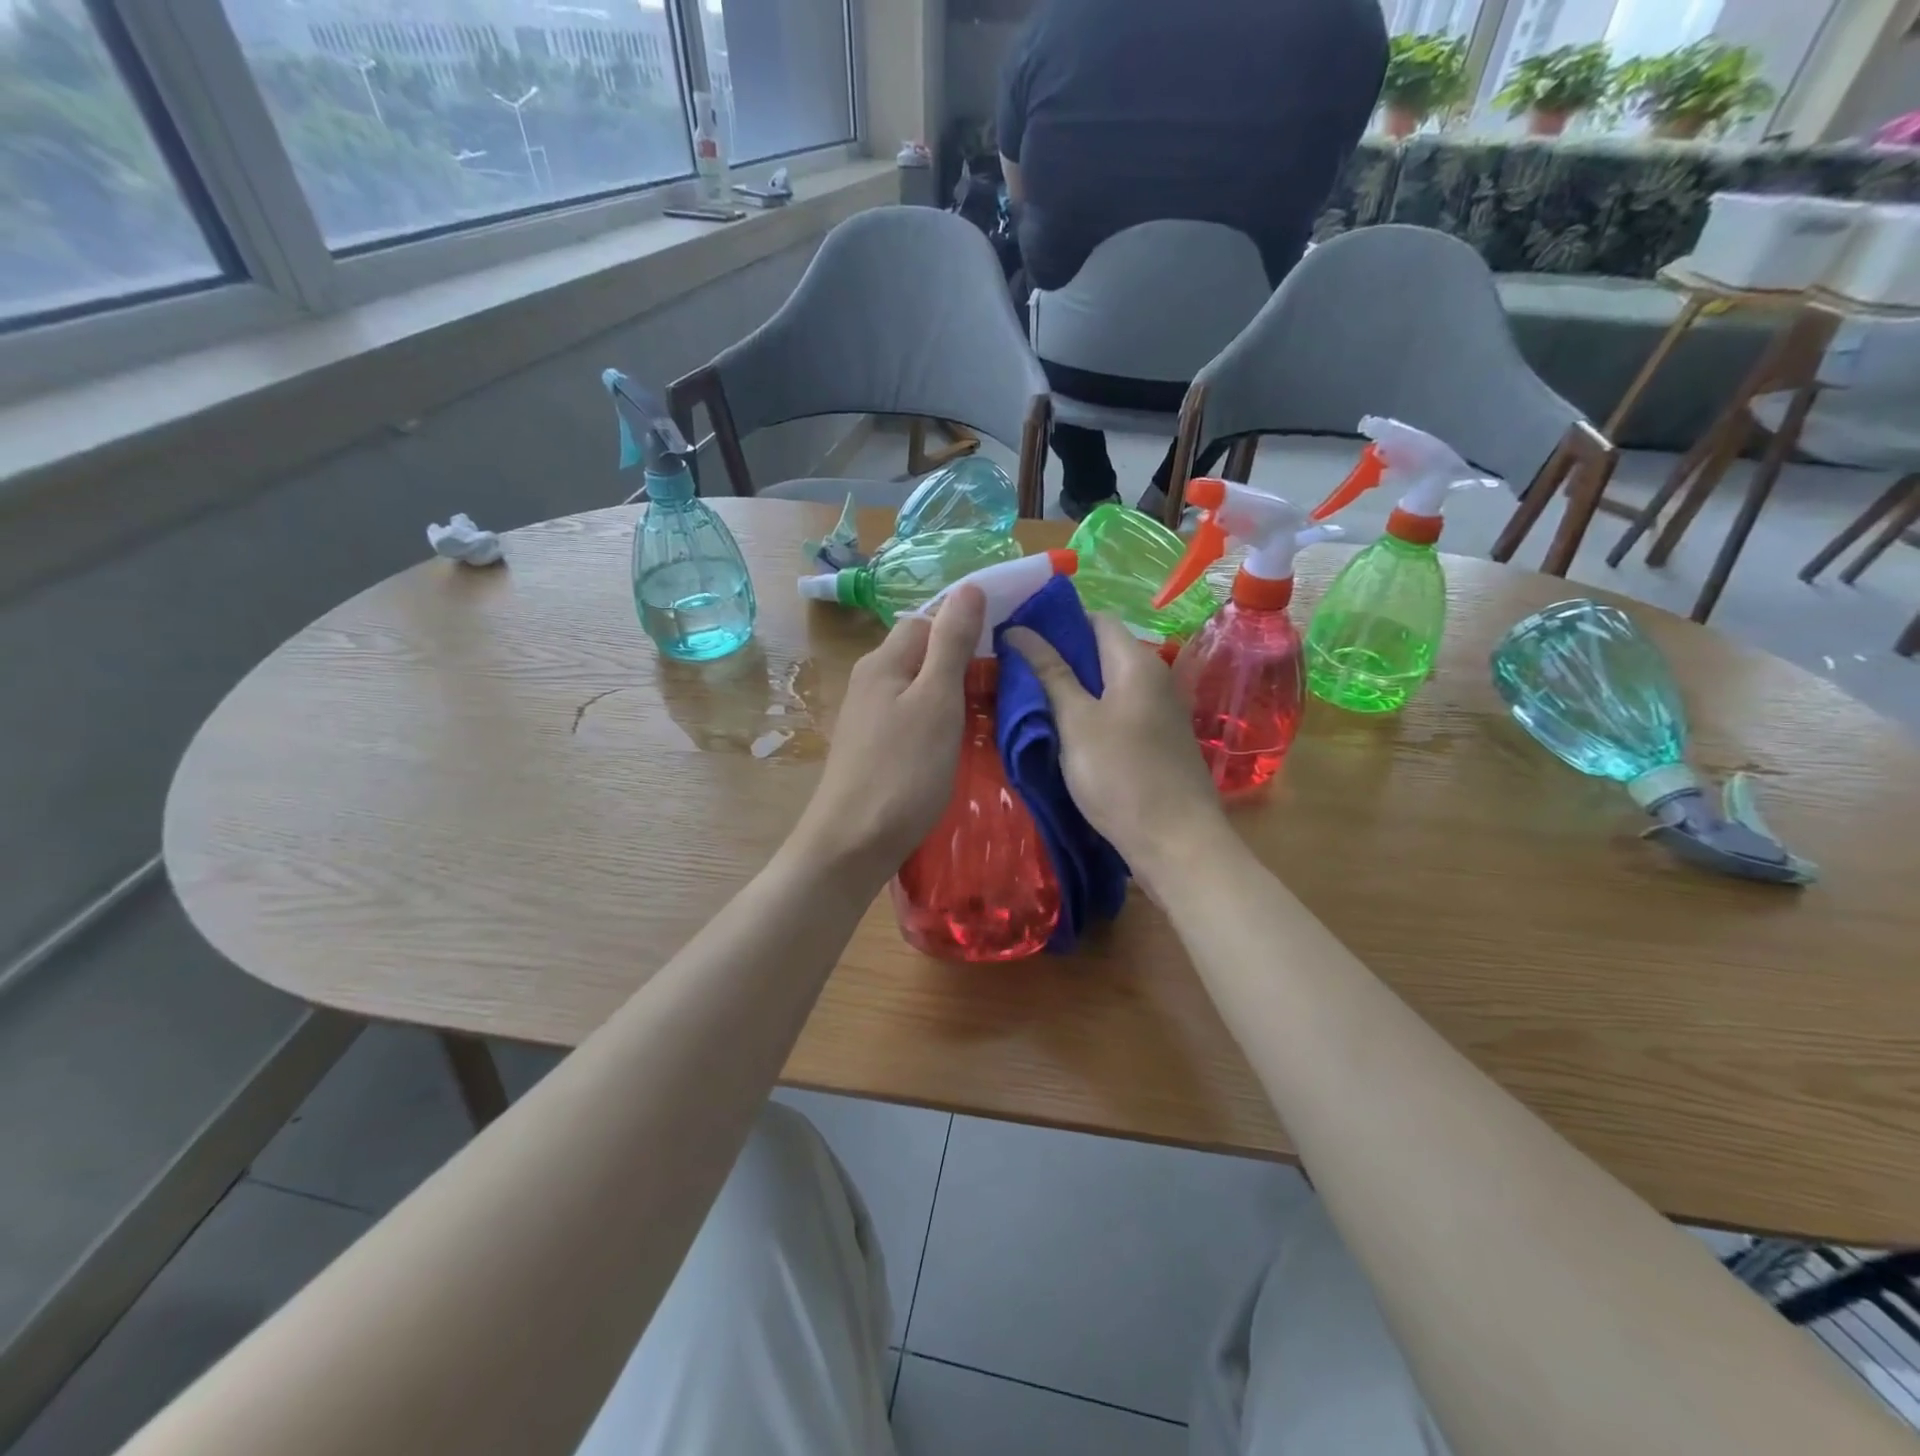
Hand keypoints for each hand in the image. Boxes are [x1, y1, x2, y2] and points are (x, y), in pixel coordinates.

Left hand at [793, 586, 985, 886]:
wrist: (852, 844)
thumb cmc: (902, 771)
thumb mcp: (937, 700)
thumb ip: (952, 644)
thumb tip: (969, 587)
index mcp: (883, 661)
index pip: (928, 619)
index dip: (966, 626)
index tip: (1006, 646)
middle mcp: (870, 680)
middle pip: (922, 653)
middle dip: (963, 661)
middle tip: (1005, 685)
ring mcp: (868, 716)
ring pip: (919, 687)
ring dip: (953, 694)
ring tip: (989, 713)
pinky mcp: (873, 747)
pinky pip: (912, 717)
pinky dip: (938, 721)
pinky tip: (957, 741)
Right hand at [1004, 615, 1230, 896]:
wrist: (1176, 843)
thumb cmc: (1121, 776)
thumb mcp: (1075, 722)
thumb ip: (1049, 673)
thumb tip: (1018, 630)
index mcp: (1137, 663)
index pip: (1095, 619)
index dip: (1056, 621)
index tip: (1017, 634)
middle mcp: (1154, 677)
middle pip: (1102, 651)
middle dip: (1058, 655)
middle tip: (1012, 668)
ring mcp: (1159, 711)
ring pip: (1107, 684)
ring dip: (1071, 687)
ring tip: (1027, 697)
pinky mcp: (1156, 740)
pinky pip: (1117, 711)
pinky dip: (1089, 712)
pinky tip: (1060, 729)